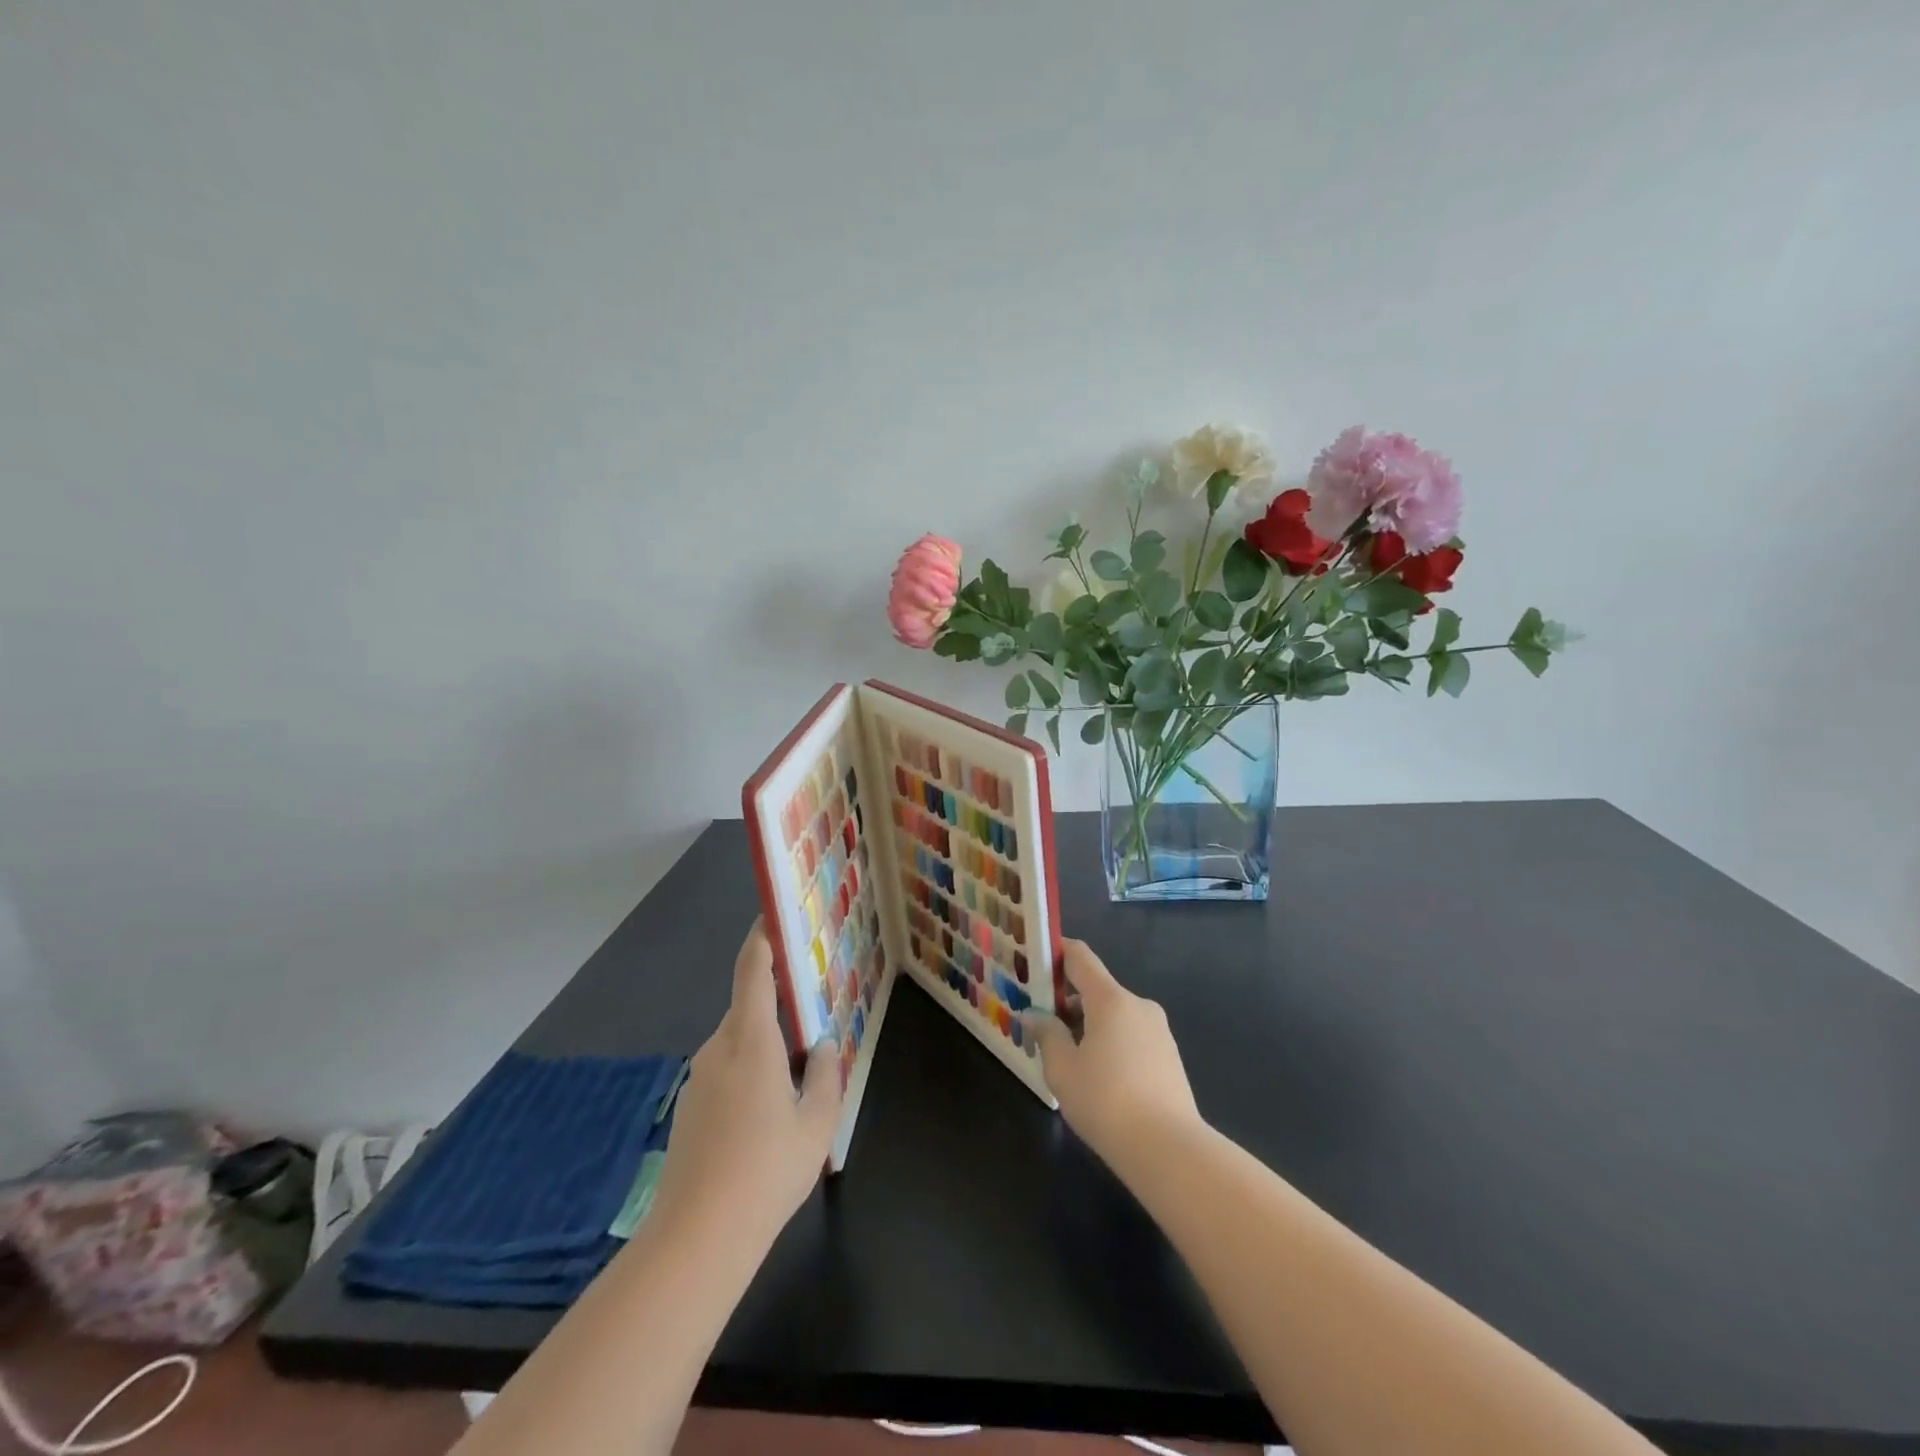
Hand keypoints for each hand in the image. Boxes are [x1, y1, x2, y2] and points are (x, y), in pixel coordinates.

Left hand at [650, 920, 842, 1246]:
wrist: (695, 1241)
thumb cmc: (766, 1172)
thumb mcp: (816, 1124)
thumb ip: (825, 1075)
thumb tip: (822, 1045)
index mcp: (750, 1041)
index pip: (753, 971)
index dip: (762, 938)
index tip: (773, 915)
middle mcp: (718, 1049)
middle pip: (747, 1008)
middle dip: (776, 1004)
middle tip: (811, 1013)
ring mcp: (698, 1080)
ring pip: (737, 1044)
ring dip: (764, 1045)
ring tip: (797, 1073)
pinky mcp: (689, 1110)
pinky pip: (725, 1072)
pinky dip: (748, 1074)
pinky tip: (767, 1115)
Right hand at [1024, 939, 1203, 1180]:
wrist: (1169, 1150)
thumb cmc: (1106, 1102)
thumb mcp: (1062, 1069)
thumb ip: (1047, 1034)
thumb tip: (1035, 1015)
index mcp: (1110, 999)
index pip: (1080, 957)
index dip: (1056, 952)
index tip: (1034, 960)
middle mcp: (1137, 1005)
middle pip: (1096, 988)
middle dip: (1067, 1000)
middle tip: (1041, 1022)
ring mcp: (1158, 1030)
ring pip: (1114, 1014)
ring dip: (1089, 1025)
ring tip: (1066, 1056)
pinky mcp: (1169, 1055)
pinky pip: (1131, 1035)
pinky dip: (1110, 1042)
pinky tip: (1097, 1076)